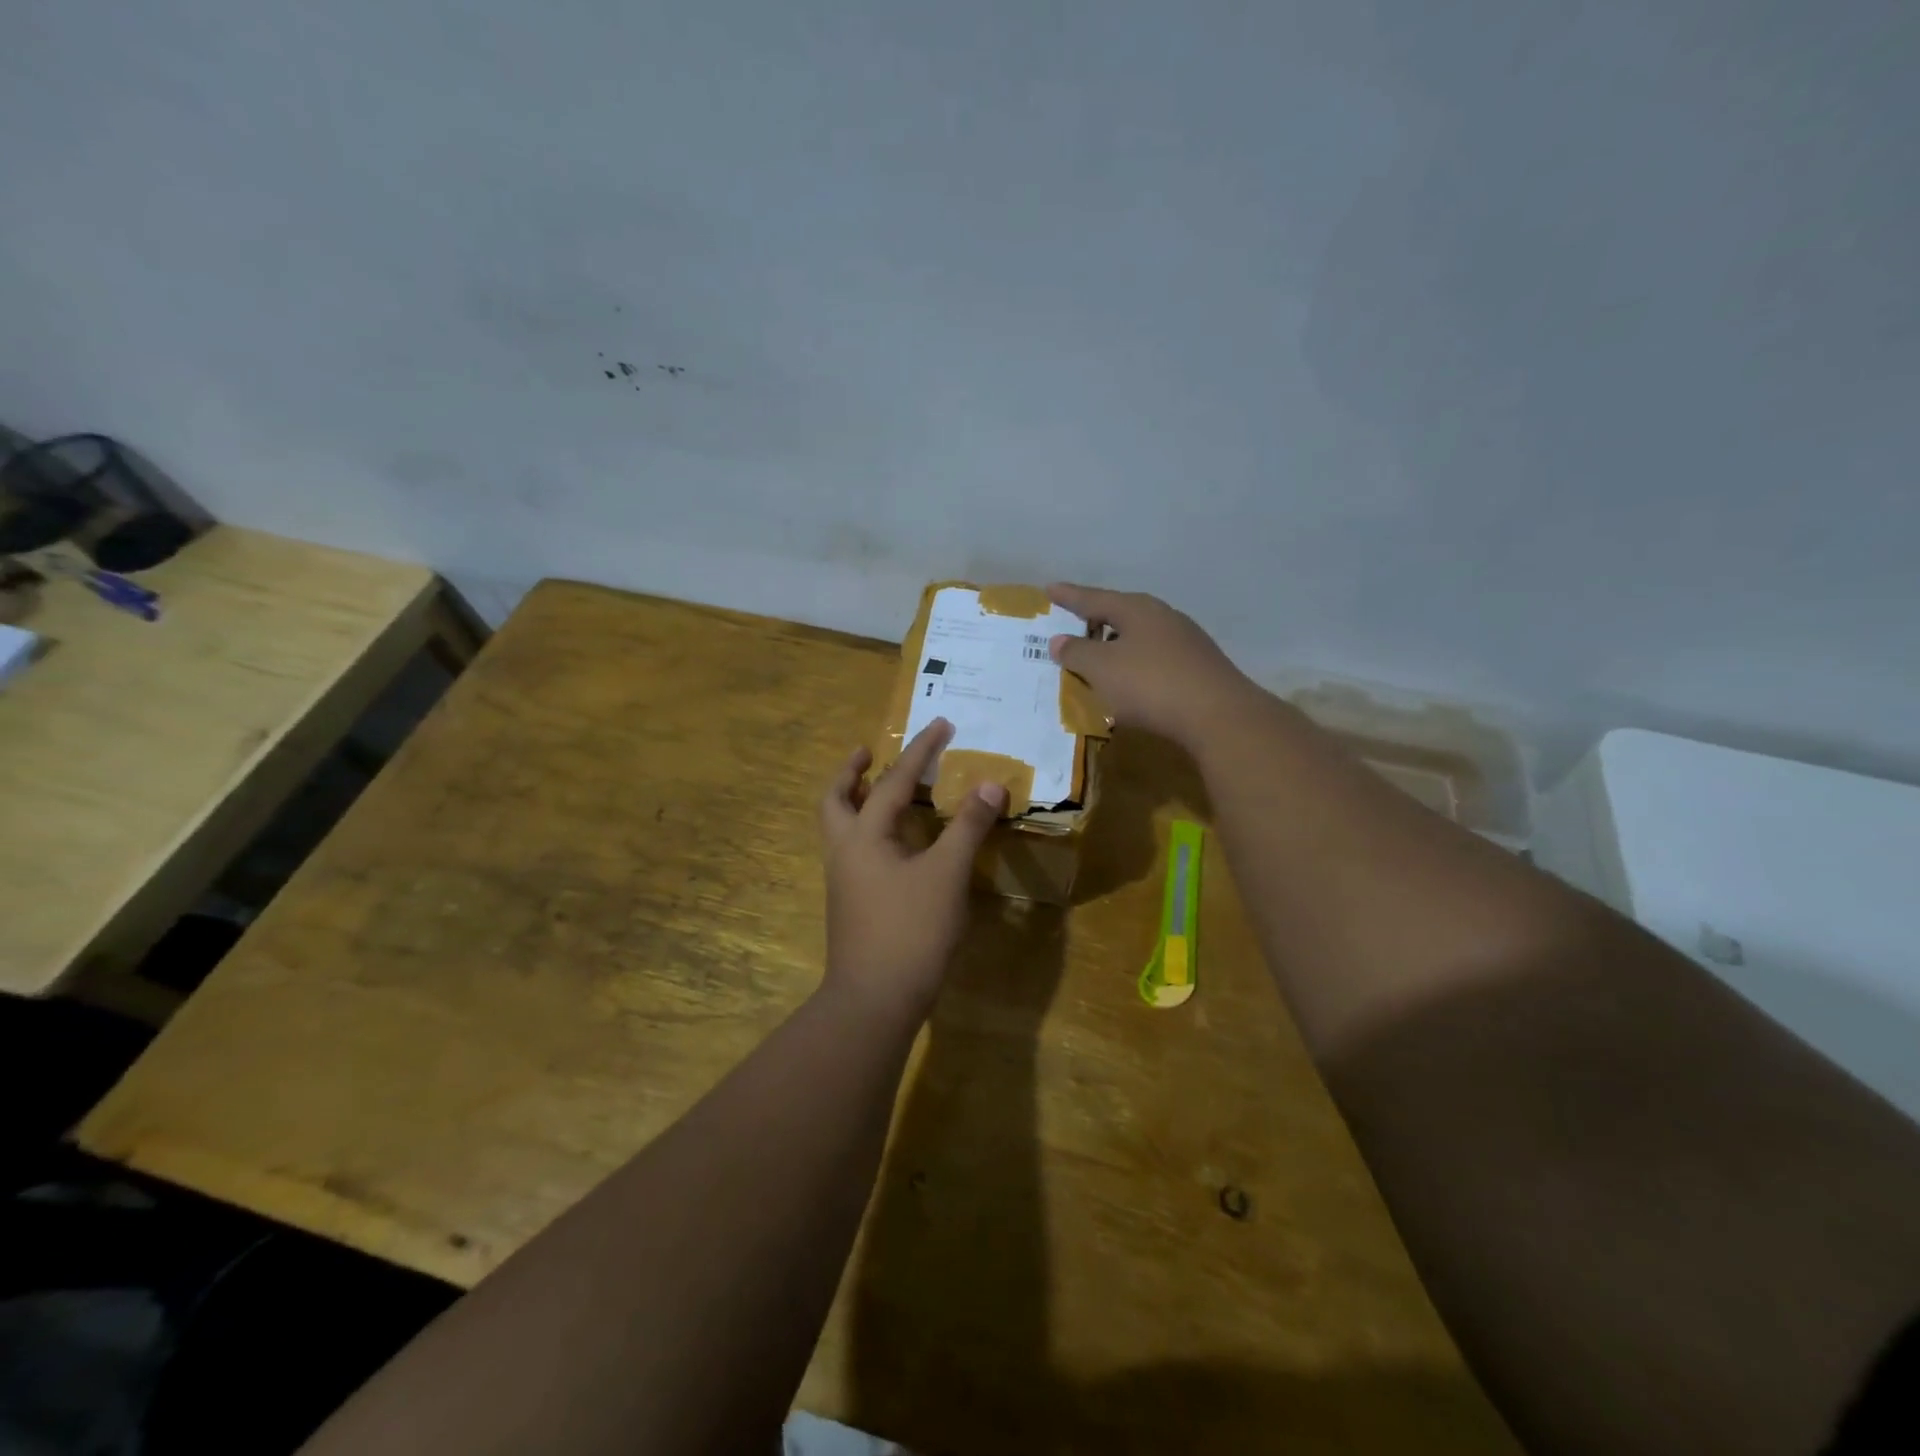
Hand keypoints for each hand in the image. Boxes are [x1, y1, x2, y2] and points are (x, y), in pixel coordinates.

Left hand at [819, 718, 1006, 1020]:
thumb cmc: (911, 930)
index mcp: (864, 836)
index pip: (894, 781)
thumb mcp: (947, 875)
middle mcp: (844, 851)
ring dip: (855, 800)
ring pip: (839, 826)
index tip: (941, 724)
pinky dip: (867, 830)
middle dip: (851, 772)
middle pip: (835, 799)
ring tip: (879, 789)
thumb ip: (968, 827)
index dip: (921, 751)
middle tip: (867, 751)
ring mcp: (843, 880)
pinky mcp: (851, 903)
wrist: (874, 1000)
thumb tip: (990, 784)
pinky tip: (894, 842)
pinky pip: (853, 849)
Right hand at [1046, 583, 1258, 749]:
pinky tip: (1130, 681)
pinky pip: (1155, 659)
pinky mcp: (1197, 668)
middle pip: (1121, 614)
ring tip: (1098, 655)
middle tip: (1073, 623)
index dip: (1070, 596)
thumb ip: (1077, 653)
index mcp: (1137, 609)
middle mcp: (1163, 617)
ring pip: (1140, 637)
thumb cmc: (1150, 685)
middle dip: (1096, 619)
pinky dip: (1135, 665)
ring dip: (1116, 645)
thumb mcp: (1102, 669)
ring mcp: (1185, 642)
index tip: (1049, 589)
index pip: (1094, 598)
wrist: (1218, 716)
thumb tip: (1059, 640)